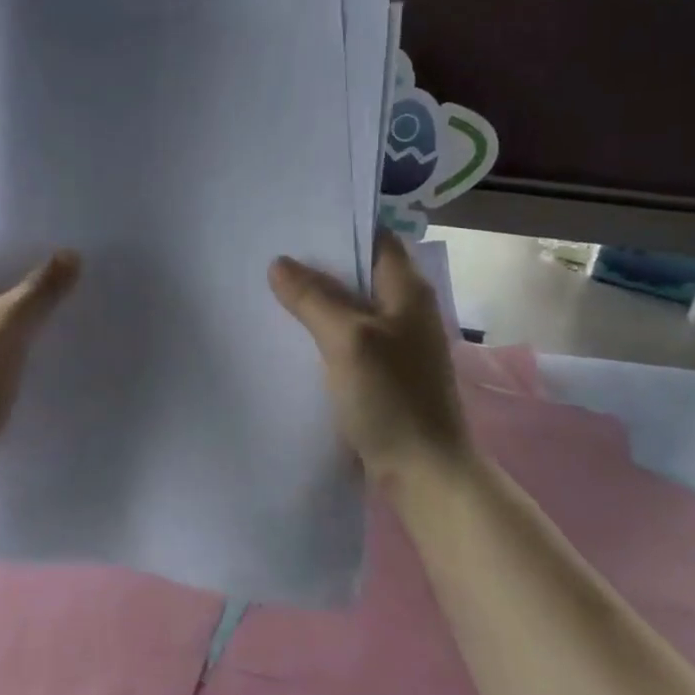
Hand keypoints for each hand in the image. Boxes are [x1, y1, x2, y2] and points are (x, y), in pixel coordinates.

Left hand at [0, 241, 80, 477]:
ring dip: (30, 306)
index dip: (15, 236)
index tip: (57, 232)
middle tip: (77, 262)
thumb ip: (42, 288)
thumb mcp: (7, 326)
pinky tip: (56, 337)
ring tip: (75, 295)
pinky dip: (23, 336)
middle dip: (30, 272)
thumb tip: (71, 256)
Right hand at [270, 232, 472, 486]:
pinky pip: (349, 337)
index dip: (340, 226)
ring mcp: (396, 343)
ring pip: (351, 306)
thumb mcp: (348, 340)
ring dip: (317, 298)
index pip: (376, 238)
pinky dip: (323, 330)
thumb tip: (280, 263)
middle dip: (318, 263)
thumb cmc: (392, 398)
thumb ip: (313, 298)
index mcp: (408, 290)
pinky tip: (292, 333)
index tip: (295, 221)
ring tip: (272, 287)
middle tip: (271, 253)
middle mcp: (406, 309)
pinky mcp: (384, 372)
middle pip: (360, 272)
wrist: (423, 472)